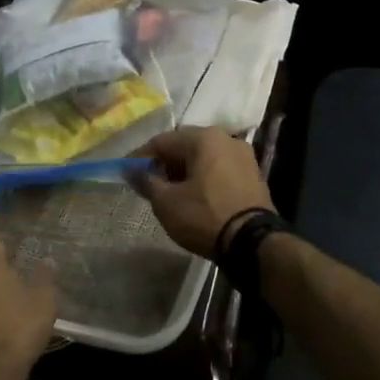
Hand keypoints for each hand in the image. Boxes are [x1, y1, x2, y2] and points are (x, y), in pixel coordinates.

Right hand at [131, 127, 273, 257]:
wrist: (253, 242)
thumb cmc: (204, 216)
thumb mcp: (166, 202)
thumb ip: (147, 181)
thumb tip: (134, 171)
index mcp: (204, 137)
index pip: (162, 141)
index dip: (140, 156)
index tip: (125, 171)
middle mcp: (226, 138)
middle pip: (185, 146)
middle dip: (164, 163)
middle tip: (147, 181)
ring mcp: (243, 156)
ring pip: (204, 157)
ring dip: (184, 170)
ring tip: (169, 191)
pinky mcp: (253, 175)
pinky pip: (219, 169)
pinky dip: (203, 178)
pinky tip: (194, 195)